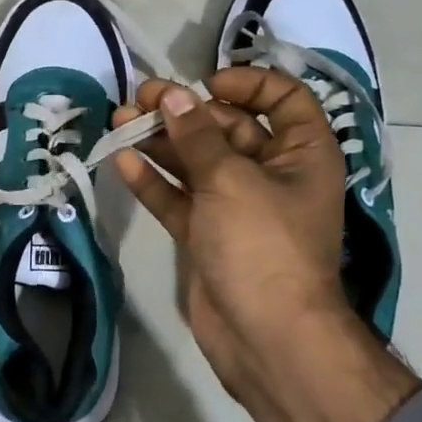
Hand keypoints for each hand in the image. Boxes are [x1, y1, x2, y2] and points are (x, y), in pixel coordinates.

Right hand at [112, 70, 419, 421]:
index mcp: (301, 154)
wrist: (266, 338)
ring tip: (119, 121)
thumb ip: (197, 135)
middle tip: (139, 99)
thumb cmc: (263, 245)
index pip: (284, 99)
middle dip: (184, 111)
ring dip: (160, 142)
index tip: (205, 84)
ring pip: (196, 163)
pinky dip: (154, 181)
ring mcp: (236, 207)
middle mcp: (272, 174)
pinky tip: (123, 162)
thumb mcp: (230, 180)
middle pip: (227, 128)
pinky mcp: (207, 236)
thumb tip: (172, 94)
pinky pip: (179, 199)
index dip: (247, 83)